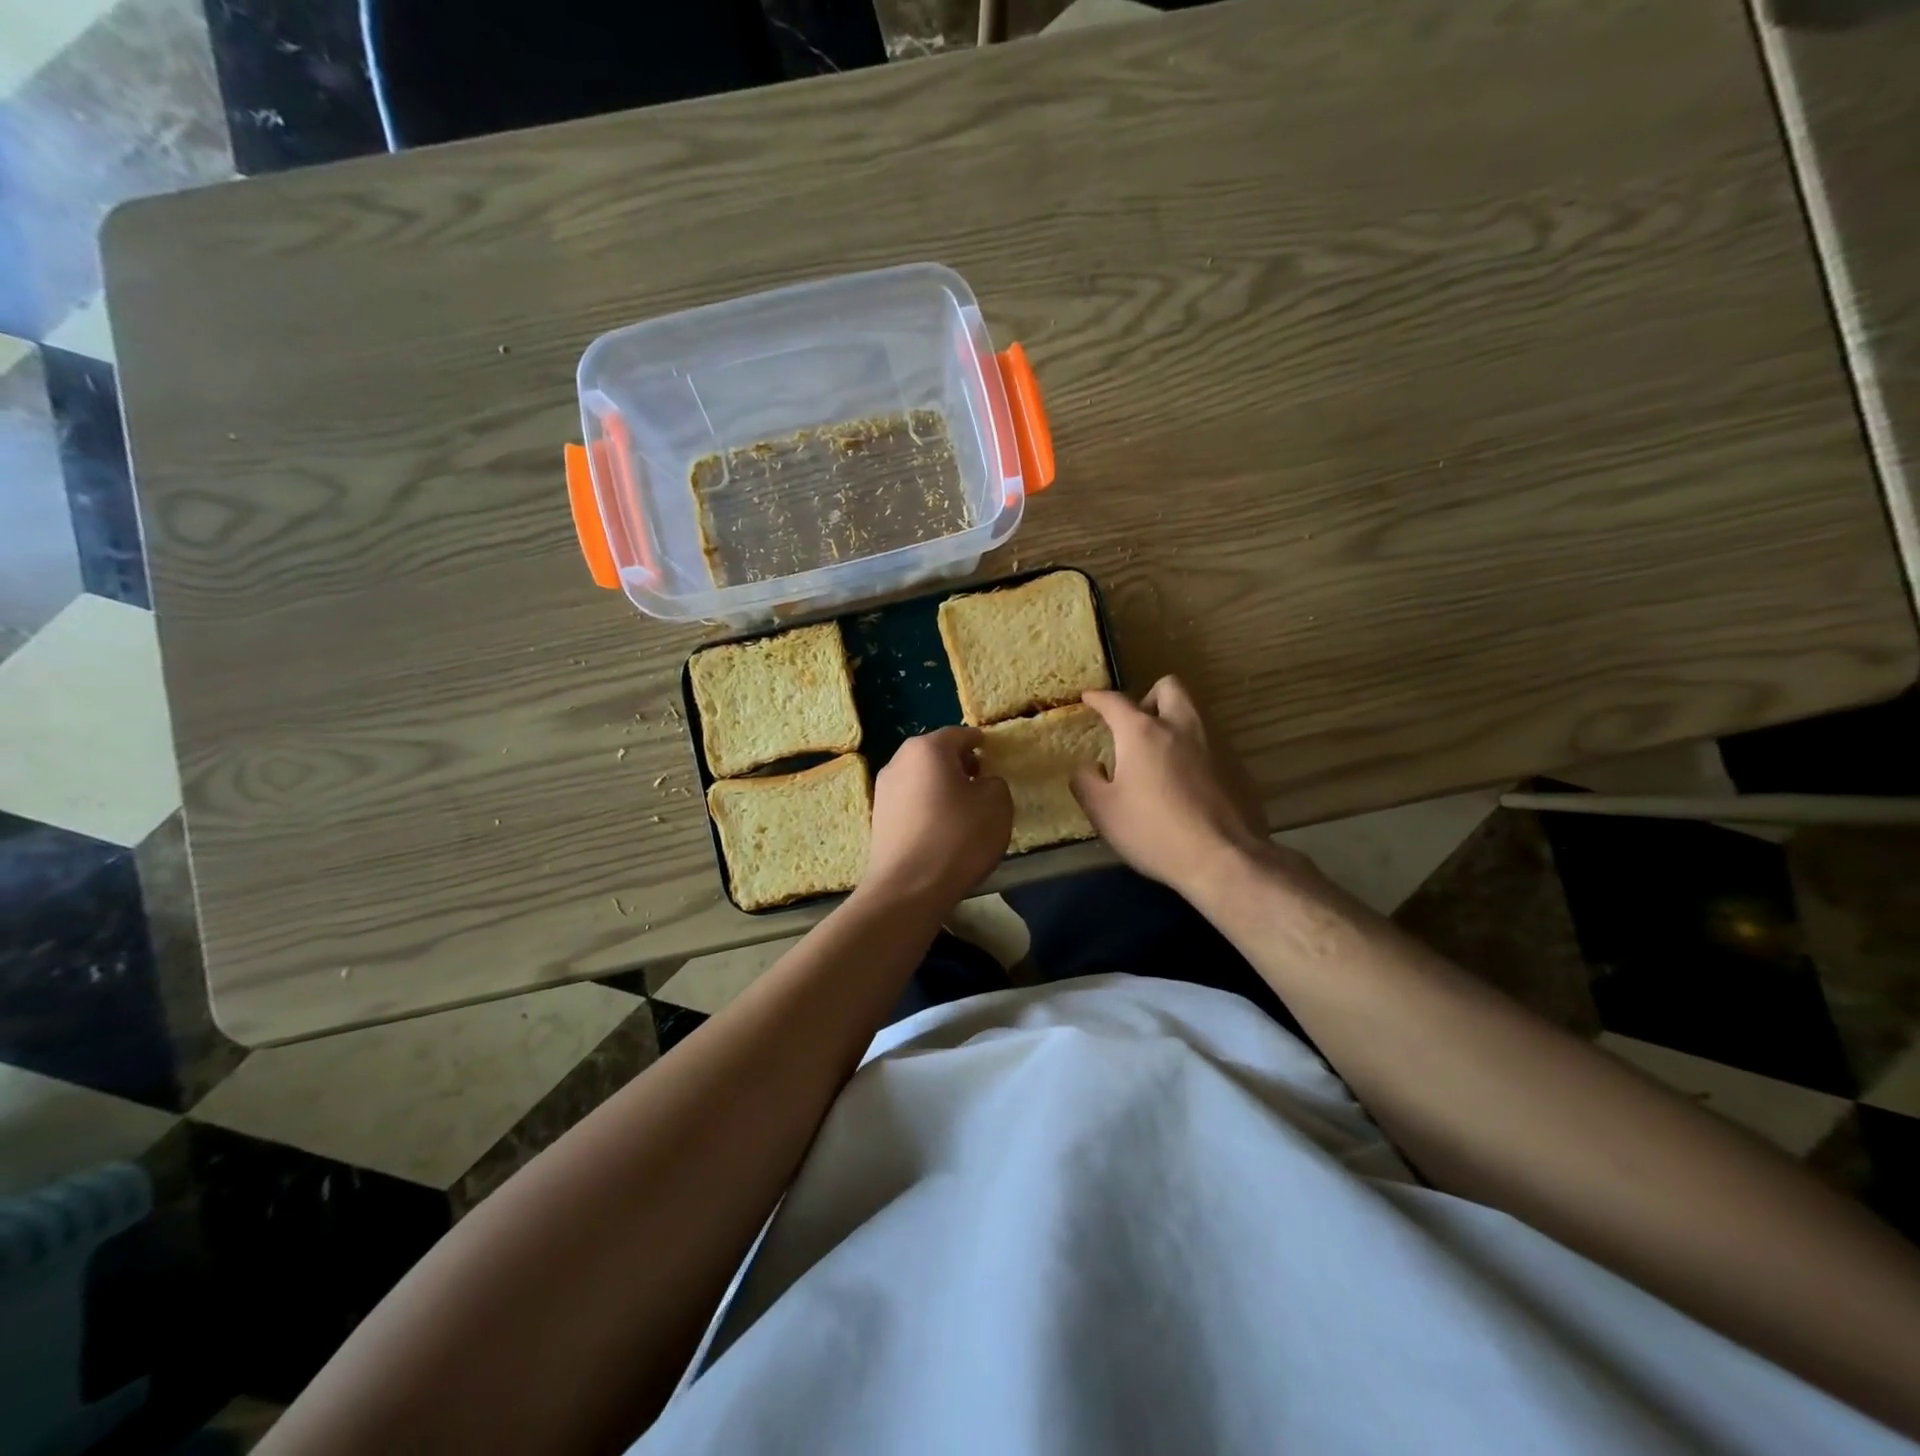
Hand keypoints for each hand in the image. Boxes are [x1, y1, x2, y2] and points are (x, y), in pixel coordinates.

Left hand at [862, 726, 1012, 911]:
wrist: (908, 888)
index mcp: (928, 748)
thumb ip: (994, 783)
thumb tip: (982, 783)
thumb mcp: (996, 805)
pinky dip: (926, 806)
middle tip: (980, 780)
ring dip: (940, 786)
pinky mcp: (878, 817)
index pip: (959, 734)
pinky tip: (941, 828)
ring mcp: (883, 789)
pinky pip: (910, 801)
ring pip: (920, 777)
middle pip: (935, 754)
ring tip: (962, 808)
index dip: (979, 743)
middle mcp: (899, 760)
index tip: (992, 754)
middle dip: (958, 763)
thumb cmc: (957, 838)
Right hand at [1074, 677, 1283, 893]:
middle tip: (1136, 726)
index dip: (1098, 698)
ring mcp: (1215, 744)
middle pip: (1168, 687)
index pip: (1115, 701)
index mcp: (1143, 732)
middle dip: (1149, 697)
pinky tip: (1187, 784)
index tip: (1089, 698)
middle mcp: (1181, 726)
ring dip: (1174, 723)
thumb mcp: (1104, 812)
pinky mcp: (1237, 766)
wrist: (1223, 858)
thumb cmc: (1153, 831)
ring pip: (1194, 713)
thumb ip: (1087, 782)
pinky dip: (1194, 752)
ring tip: (1160, 756)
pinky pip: (1211, 744)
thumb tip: (1088, 768)